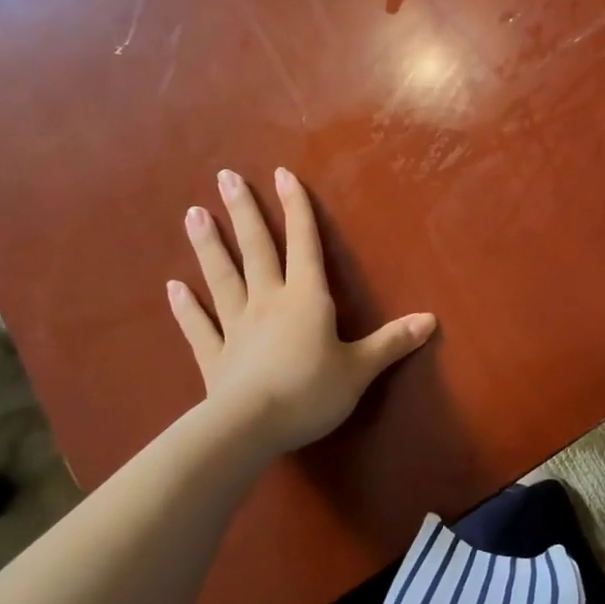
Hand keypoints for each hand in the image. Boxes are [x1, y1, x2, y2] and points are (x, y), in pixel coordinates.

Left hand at [166, 167, 435, 456]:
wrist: (249, 429)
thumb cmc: (310, 392)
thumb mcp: (360, 369)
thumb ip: (392, 342)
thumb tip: (431, 319)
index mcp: (307, 299)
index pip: (304, 244)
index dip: (297, 209)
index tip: (282, 174)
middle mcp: (269, 302)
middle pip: (257, 250)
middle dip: (243, 212)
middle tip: (224, 177)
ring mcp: (236, 327)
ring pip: (223, 278)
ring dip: (209, 246)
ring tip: (192, 213)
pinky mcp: (214, 356)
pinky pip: (199, 326)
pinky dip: (185, 307)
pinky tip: (173, 287)